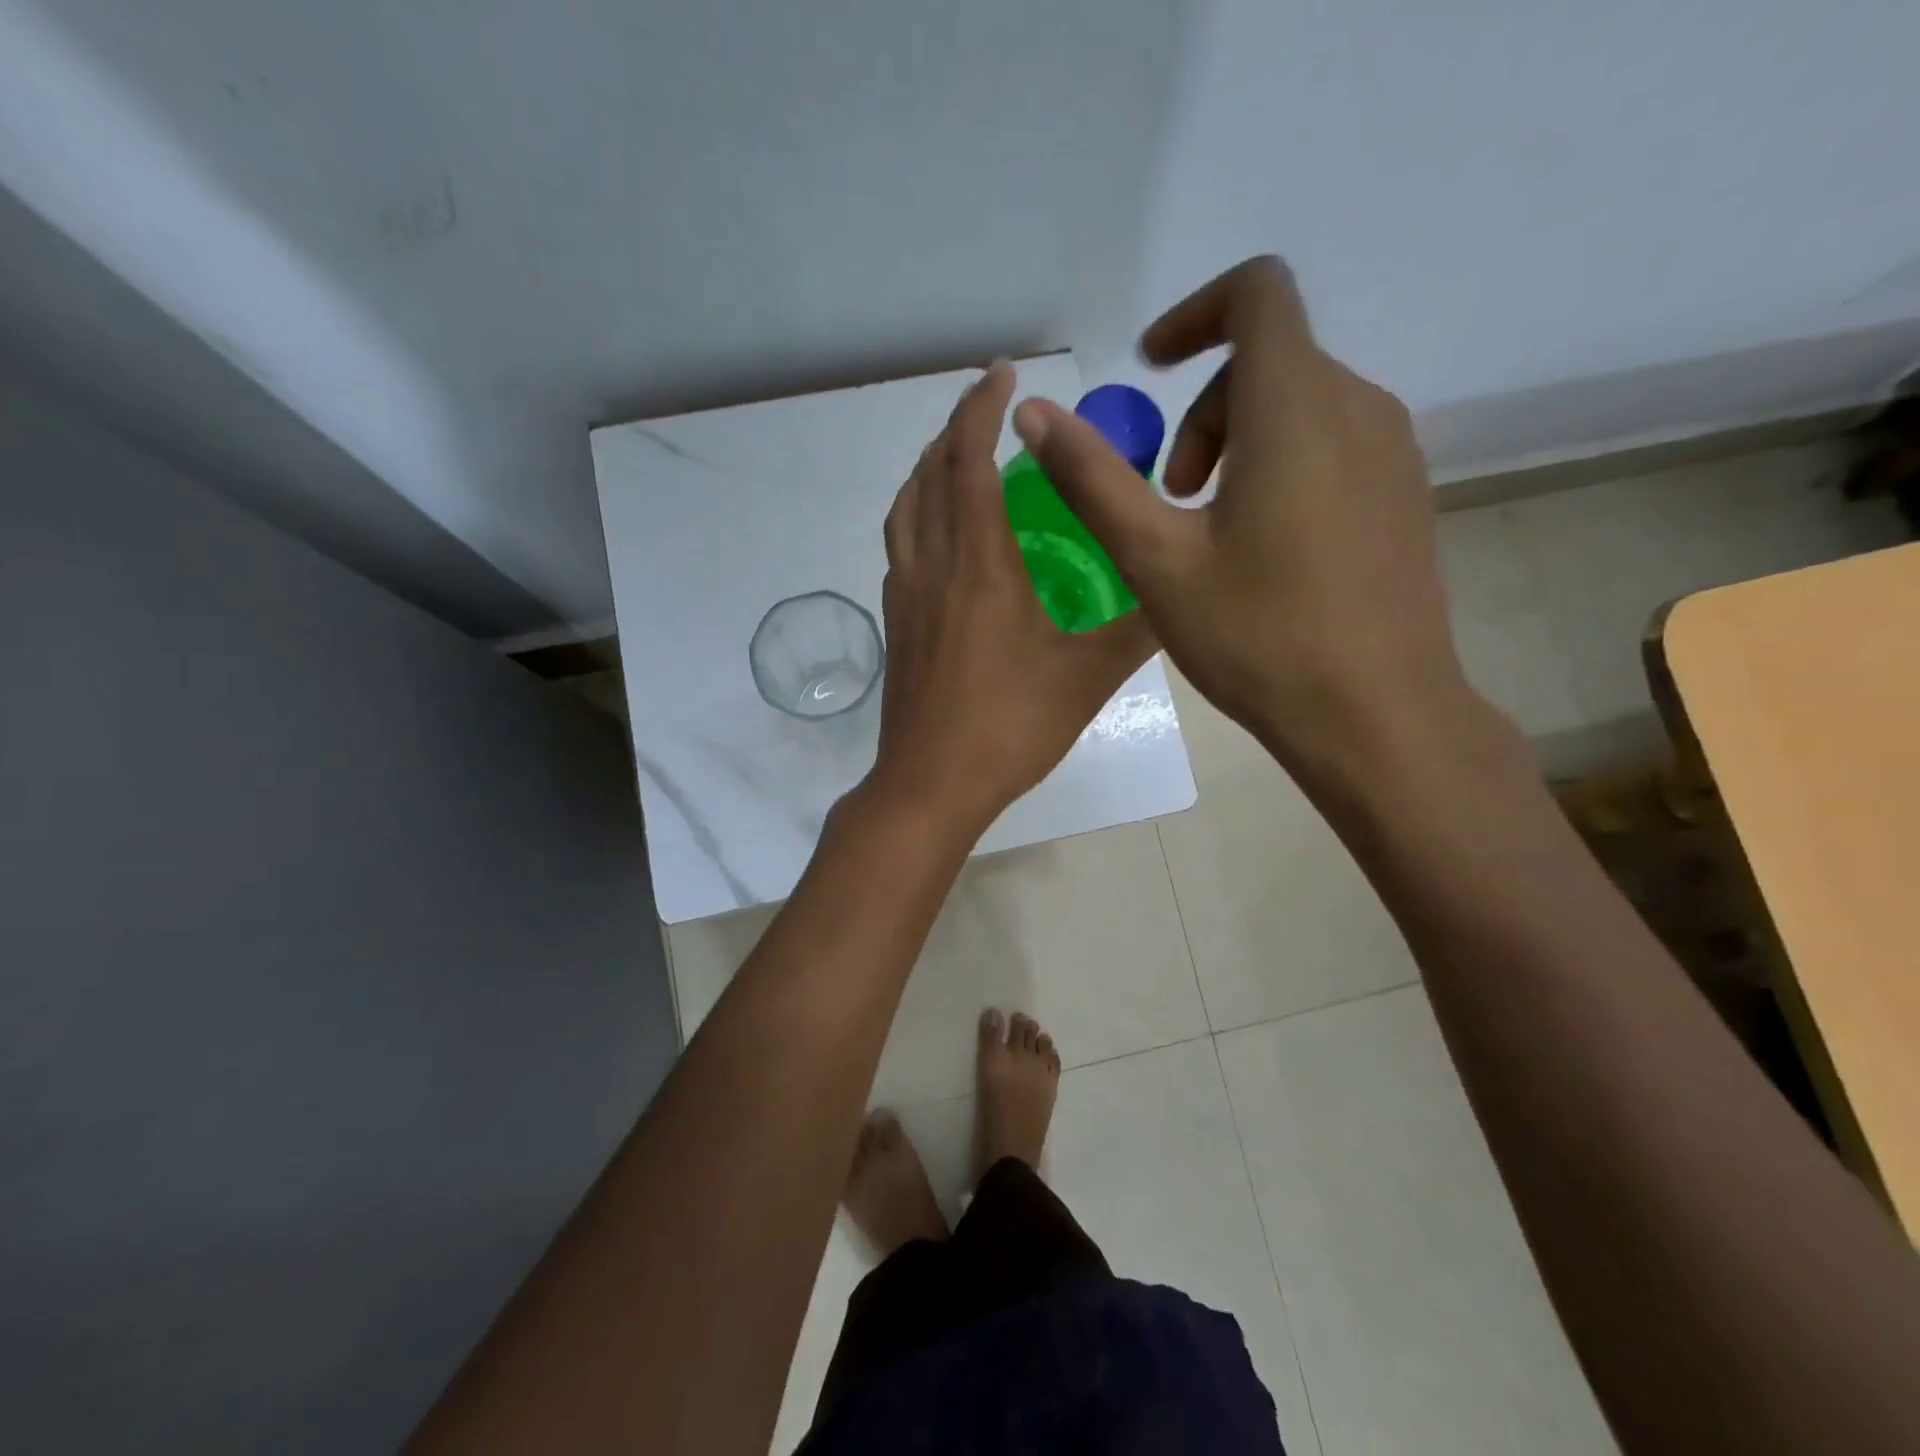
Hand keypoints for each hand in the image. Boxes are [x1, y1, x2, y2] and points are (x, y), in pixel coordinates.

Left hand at [864, 361, 1156, 835]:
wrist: (930, 783)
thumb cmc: (1009, 726)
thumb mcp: (1087, 678)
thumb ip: (1138, 631)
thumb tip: (1182, 596)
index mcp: (978, 563)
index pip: (967, 460)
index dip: (980, 408)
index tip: (1002, 374)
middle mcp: (932, 565)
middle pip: (928, 474)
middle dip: (954, 429)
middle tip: (988, 411)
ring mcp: (904, 595)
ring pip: (905, 509)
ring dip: (928, 470)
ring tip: (959, 460)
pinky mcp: (896, 625)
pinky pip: (901, 547)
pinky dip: (918, 516)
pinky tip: (944, 538)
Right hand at [1010, 256, 1477, 784]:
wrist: (1375, 715)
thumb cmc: (1258, 636)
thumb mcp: (1156, 559)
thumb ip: (1093, 478)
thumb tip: (1033, 413)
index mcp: (1296, 407)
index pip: (1257, 292)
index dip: (1194, 314)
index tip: (1149, 370)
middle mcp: (1359, 407)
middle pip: (1269, 359)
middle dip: (1202, 412)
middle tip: (1170, 497)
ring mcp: (1394, 453)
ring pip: (1302, 403)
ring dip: (1239, 441)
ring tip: (1210, 531)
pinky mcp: (1406, 495)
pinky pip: (1335, 444)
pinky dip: (1283, 465)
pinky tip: (1265, 551)